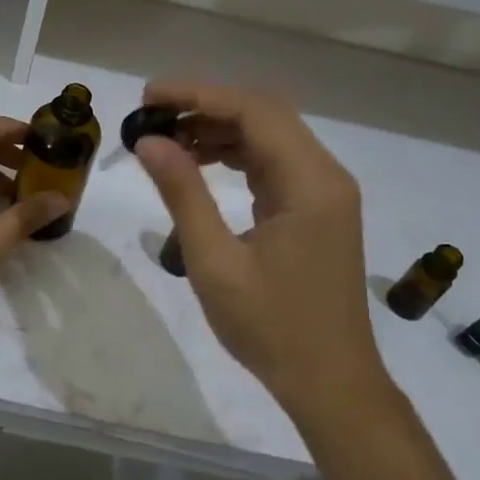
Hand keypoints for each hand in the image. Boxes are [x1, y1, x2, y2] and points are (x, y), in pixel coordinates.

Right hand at [132, 81, 387, 412]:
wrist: (331, 384)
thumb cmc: (272, 328)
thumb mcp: (215, 262)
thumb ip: (183, 194)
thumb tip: (148, 140)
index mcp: (310, 183)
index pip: (253, 110)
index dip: (198, 95)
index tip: (149, 97)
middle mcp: (325, 175)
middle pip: (265, 113)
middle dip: (206, 105)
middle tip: (152, 113)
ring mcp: (325, 192)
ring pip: (270, 135)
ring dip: (219, 128)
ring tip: (167, 139)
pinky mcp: (316, 208)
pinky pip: (274, 161)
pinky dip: (236, 153)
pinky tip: (200, 161)